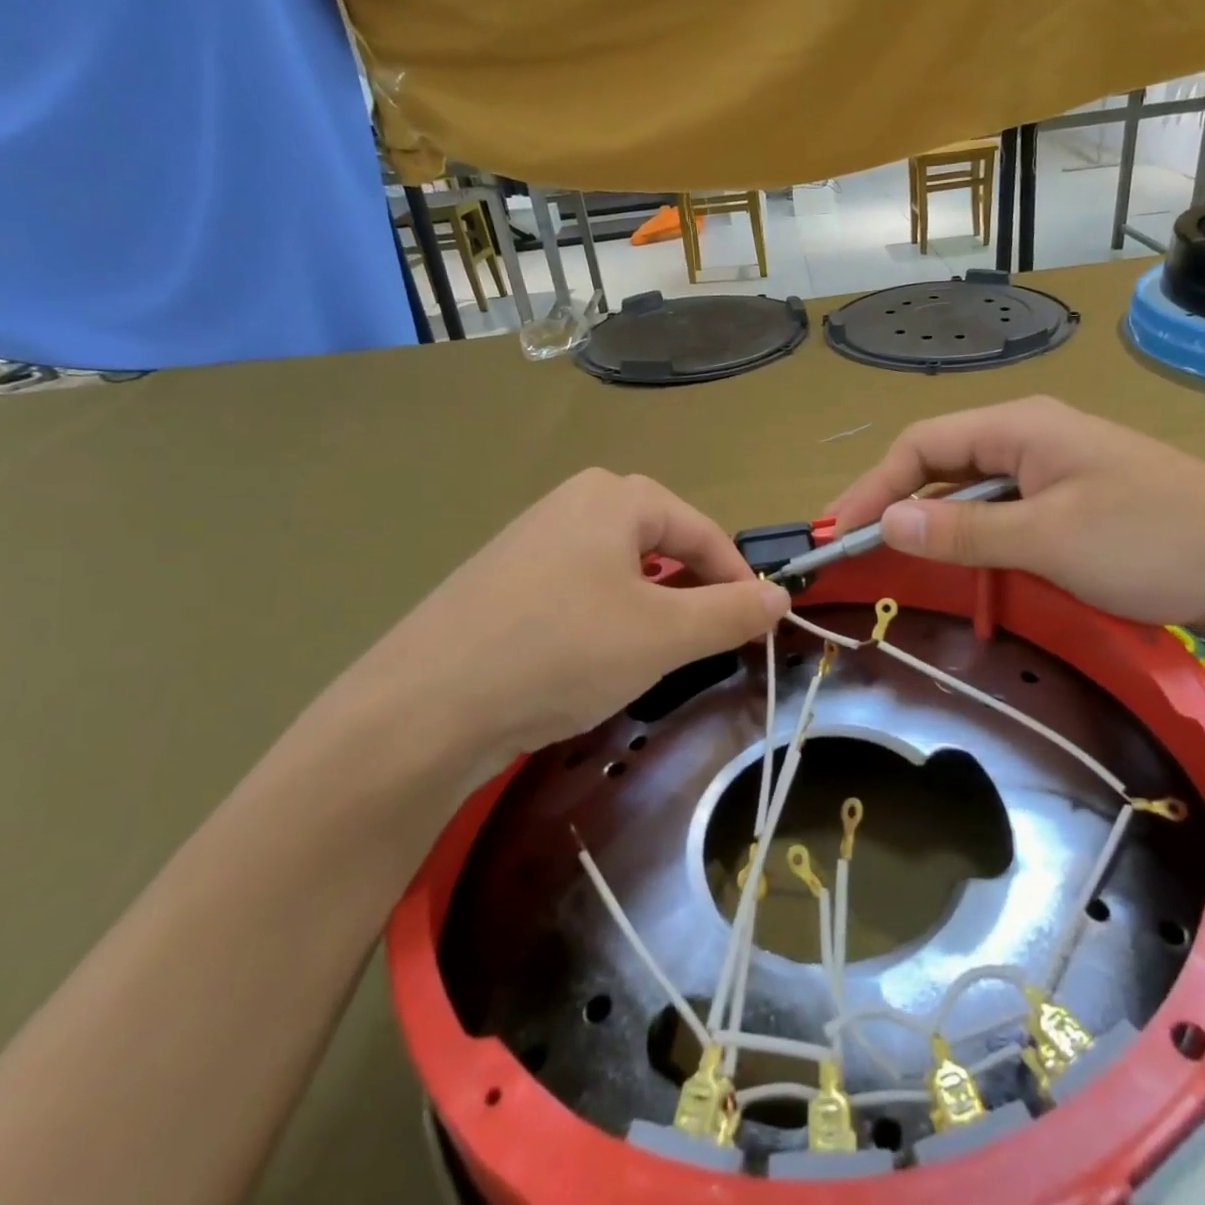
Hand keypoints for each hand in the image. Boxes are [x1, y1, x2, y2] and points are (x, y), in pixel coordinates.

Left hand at [300, 469, 788, 779]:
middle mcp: (571, 503)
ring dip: (649, 608)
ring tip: (650, 656)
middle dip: (691, 592)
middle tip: (703, 643)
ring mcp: (530, 539)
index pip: (702, 532)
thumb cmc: (562, 652)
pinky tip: (588, 660)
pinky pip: (577, 589)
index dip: (738, 579)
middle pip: (660, 544)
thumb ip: (732, 612)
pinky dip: (603, 619)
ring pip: (618, 569)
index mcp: (615, 497)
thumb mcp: (664, 636)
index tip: (758, 627)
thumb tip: (781, 596)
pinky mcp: (502, 580)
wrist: (423, 706)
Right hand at [829, 396, 1204, 636]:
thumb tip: (887, 521)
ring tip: (897, 562)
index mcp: (1020, 428)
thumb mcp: (1049, 538)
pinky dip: (974, 538)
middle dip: (895, 503)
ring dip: (934, 524)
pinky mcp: (1076, 503)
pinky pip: (1005, 514)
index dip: (873, 487)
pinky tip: (965, 567)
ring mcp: (1056, 471)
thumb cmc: (1155, 541)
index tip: (839, 534)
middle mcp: (1031, 438)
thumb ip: (963, 530)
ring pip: (972, 492)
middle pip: (940, 463)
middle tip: (857, 551)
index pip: (920, 445)